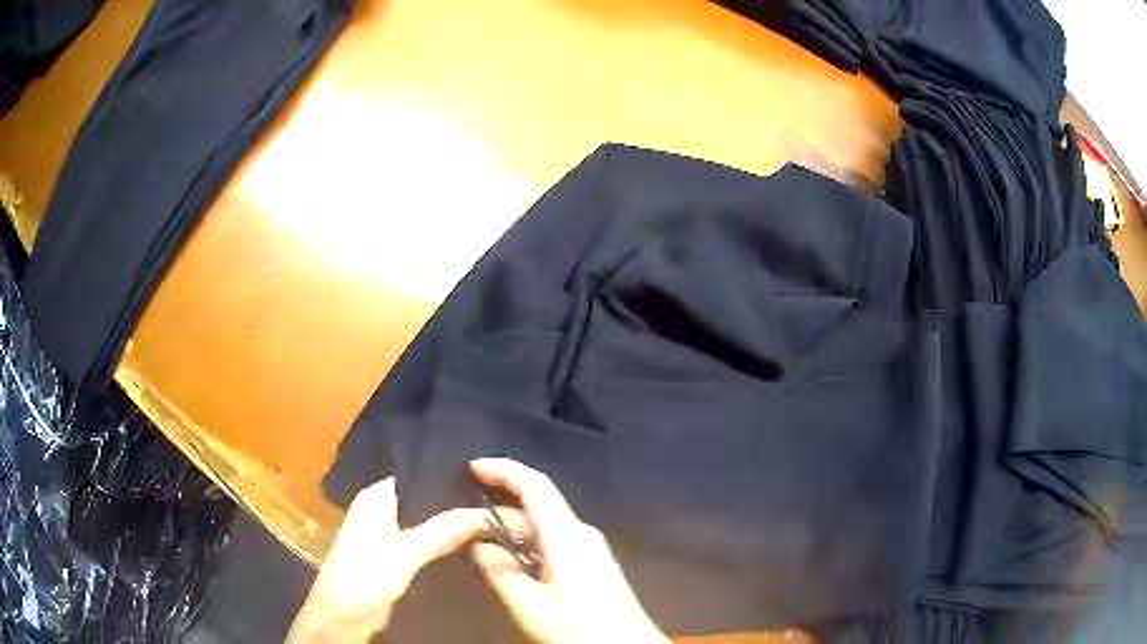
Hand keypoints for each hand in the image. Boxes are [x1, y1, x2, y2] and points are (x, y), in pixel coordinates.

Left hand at [286, 477, 489, 643]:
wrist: (344, 616)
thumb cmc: (365, 574)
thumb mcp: (406, 551)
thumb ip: (443, 530)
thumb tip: (485, 513)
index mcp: (376, 497)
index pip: (416, 475)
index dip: (449, 476)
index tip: (487, 477)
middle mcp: (382, 510)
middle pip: (425, 500)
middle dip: (456, 502)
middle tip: (497, 500)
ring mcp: (389, 535)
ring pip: (428, 524)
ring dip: (453, 525)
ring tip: (493, 518)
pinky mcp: (398, 557)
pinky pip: (427, 543)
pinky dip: (446, 543)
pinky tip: (474, 542)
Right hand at [469, 458, 668, 643]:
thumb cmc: (580, 630)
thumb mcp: (532, 608)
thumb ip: (501, 575)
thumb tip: (476, 547)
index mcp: (567, 537)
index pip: (535, 486)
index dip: (504, 470)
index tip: (472, 468)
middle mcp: (581, 534)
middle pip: (536, 508)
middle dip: (498, 510)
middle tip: (461, 527)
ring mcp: (590, 548)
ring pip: (543, 526)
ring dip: (511, 531)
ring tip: (477, 546)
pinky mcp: (593, 562)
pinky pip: (553, 541)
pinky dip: (527, 544)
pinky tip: (509, 564)